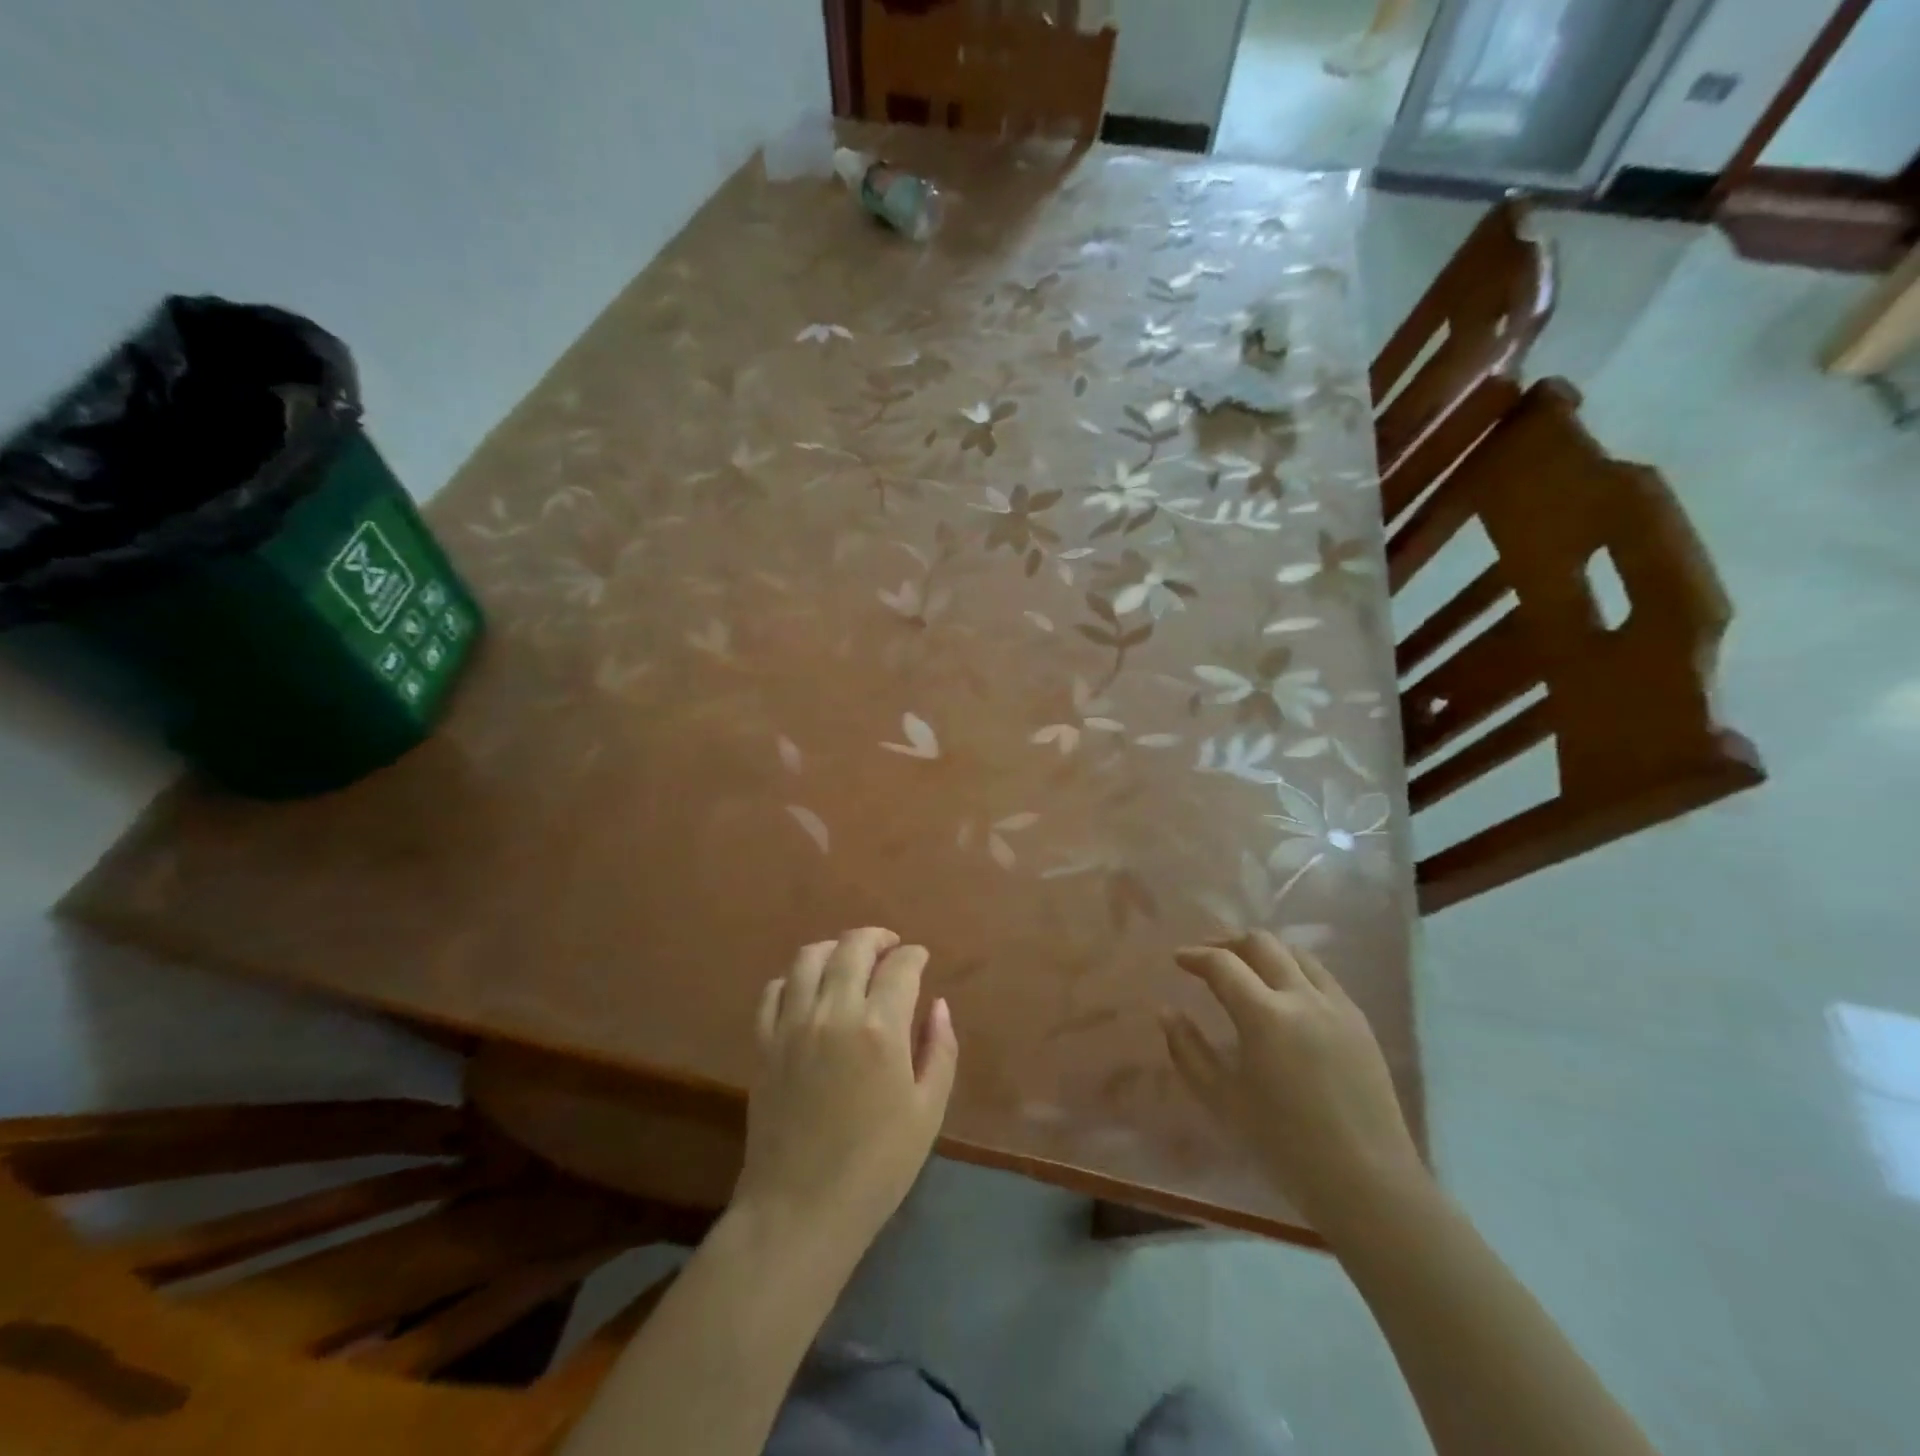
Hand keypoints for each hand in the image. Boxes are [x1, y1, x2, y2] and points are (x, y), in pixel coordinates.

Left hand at [734, 929, 957, 1260]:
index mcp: (880, 1028)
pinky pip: (774, 990)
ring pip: (809, 958)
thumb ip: (939, 1049)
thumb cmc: (876, 1166)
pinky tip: (809, 990)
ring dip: (835, 948)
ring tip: (850, 960)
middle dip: (877, 938)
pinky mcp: (763, 1043)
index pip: (901, 966)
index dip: (915, 955)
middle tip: (890, 948)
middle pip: (853, 947)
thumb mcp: (927, 1111)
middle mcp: (834, 1012)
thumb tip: (938, 1005)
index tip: (921, 959)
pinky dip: (795, 978)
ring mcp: (792, 1025)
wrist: (800, 1210)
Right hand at [1163, 932, 1424, 1231]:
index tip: (1178, 959)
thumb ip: (1188, 1050)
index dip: (1195, 956)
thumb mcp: (1222, 1100)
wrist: (1367, 1183)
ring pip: (1296, 953)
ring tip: (1245, 968)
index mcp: (1265, 1016)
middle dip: (1228, 942)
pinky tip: (1284, 994)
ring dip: (1264, 951)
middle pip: (1261, 943)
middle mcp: (1303, 997)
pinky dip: (1294, 970)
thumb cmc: (1285, 1145)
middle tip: (1207, 956)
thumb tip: (1167, 1012)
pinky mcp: (1360, 1022)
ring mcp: (1338, 1006)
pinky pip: (1322, 977)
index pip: (1223, 964)